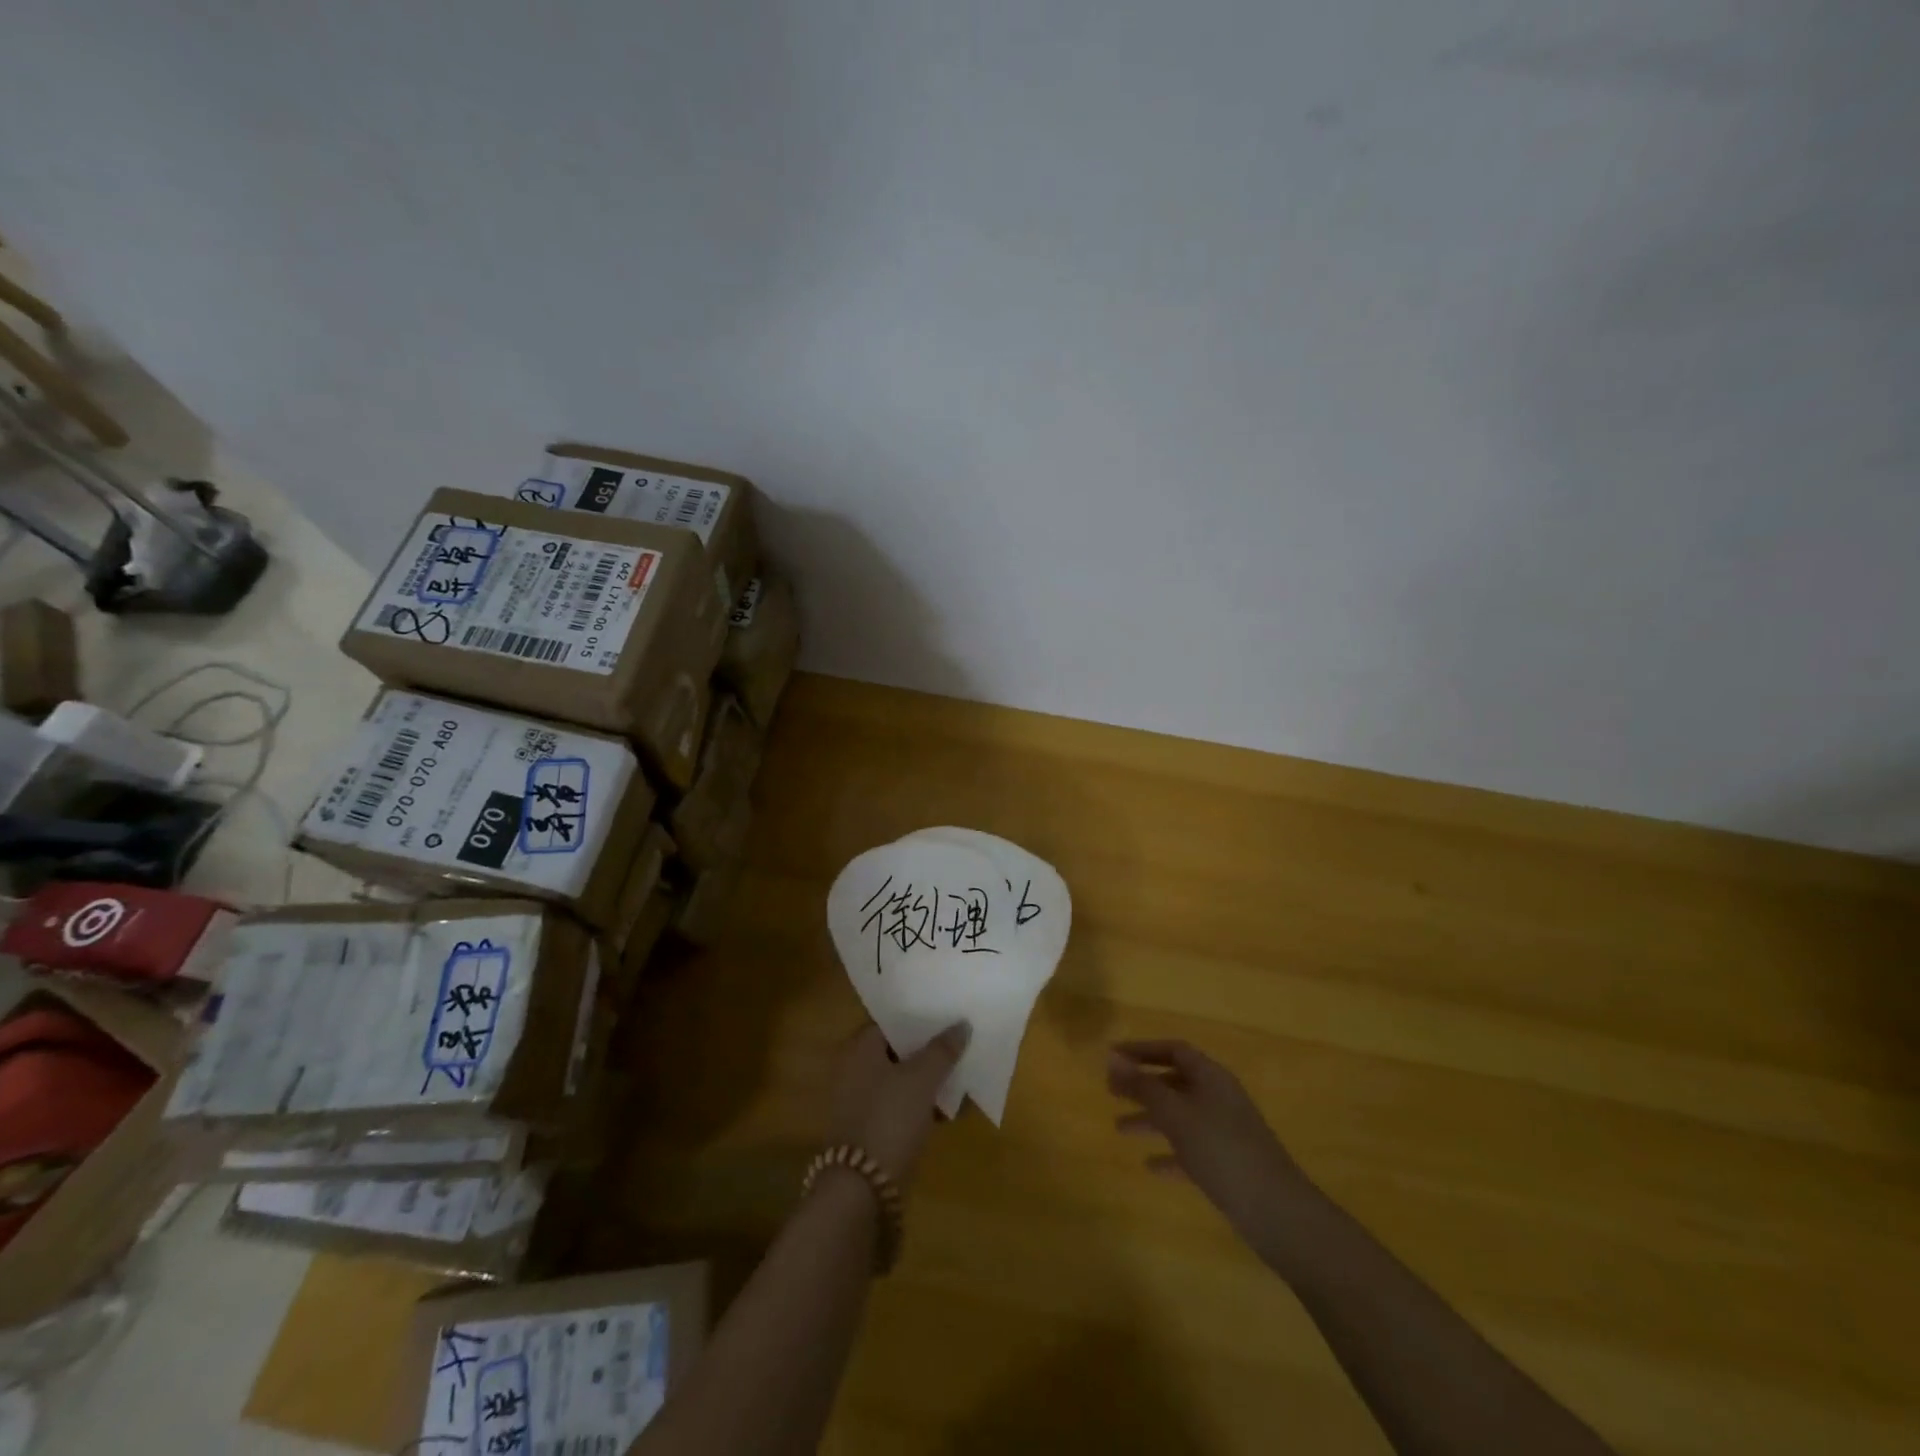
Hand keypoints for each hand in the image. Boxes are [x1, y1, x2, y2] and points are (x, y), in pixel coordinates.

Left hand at [829, 1022, 968, 1186]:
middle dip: (929, 1049)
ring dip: (929, 1078)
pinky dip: (923, 1104)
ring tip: (963, 1073)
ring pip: (902, 1079)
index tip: (947, 1015)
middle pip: (898, 1050)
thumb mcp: (922, 1079)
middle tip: (960, 1041)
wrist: (863, 1189)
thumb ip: (942, 1050)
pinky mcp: (872, 1129)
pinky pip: (902, 1105)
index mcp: (860, 1049)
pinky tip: (951, 1109)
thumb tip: (962, 1025)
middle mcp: (855, 1070)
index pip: (892, 1021)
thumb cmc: (890, 1118)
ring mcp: (862, 1101)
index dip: (920, 1018)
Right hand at [1109, 1039, 1318, 1257]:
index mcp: (1211, 1077)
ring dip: (1150, 1119)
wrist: (1276, 1211)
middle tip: (1111, 1093)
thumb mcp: (1175, 1113)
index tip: (1112, 1057)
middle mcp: (1219, 1098)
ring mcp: (1226, 1131)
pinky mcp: (1228, 1163)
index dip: (1141, 1050)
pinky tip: (1150, 1166)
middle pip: (1175, 1082)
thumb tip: (1112, 1056)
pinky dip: (1169, 1153)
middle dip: (1143, 1085)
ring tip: (1119, 1129)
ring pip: (1180, 1116)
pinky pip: (1191, 1149)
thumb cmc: (1221, 1149)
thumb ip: (1142, 1085)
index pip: (1173, 1050)